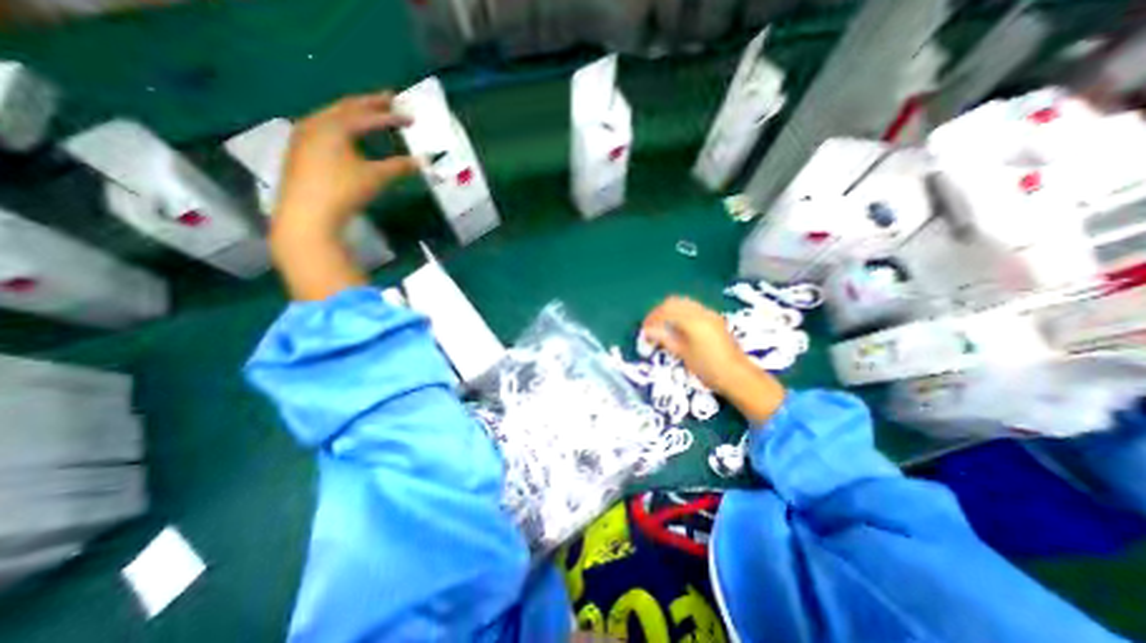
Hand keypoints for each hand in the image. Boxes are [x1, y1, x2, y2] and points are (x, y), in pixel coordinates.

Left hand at [273, 92, 420, 235]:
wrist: (307, 213)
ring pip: (331, 116)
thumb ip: (400, 167)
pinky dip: (339, 125)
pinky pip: (322, 128)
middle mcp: (316, 123)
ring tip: (367, 113)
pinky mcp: (298, 150)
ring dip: (352, 113)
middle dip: (369, 103)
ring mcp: (303, 135)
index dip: (391, 117)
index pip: (368, 116)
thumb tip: (424, 161)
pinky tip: (344, 134)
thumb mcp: (376, 178)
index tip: (410, 117)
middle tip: (388, 99)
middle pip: (346, 107)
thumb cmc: (344, 191)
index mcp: (335, 126)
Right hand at [640, 297, 782, 427]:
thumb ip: (664, 338)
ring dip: (669, 311)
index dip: (651, 318)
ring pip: (683, 303)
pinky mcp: (714, 319)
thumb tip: (647, 330)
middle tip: (650, 326)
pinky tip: (677, 327)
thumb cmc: (708, 368)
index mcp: (692, 320)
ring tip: (661, 326)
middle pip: (673, 302)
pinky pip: (692, 308)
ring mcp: (710, 314)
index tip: (643, 330)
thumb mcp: (683, 354)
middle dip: (659, 311)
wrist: (738, 376)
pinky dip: (680, 313)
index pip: (665, 311)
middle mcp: (701, 312)